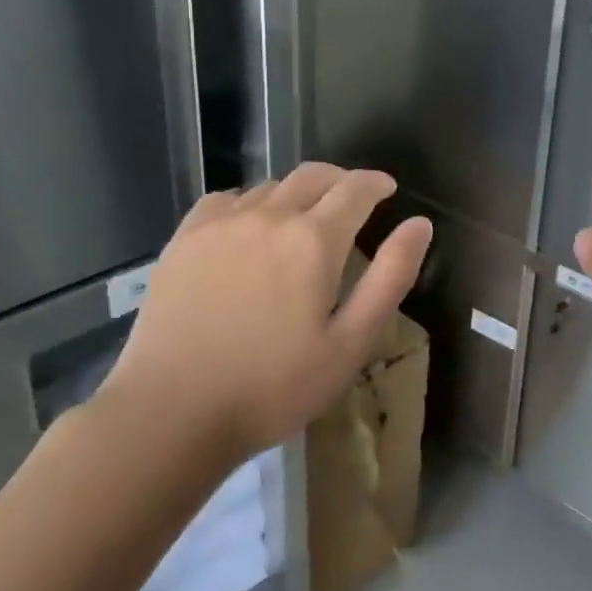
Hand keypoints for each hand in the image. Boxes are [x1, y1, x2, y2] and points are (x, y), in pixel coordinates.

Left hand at [99, 163, 432, 462]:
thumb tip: (420, 224)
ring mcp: (221, 224)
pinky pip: (226, 200)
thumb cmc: (273, 387)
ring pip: (270, 186)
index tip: (387, 189)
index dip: (376, 183)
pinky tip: (249, 226)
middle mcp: (269, 216)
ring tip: (304, 218)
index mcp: (314, 239)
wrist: (171, 414)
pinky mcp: (184, 239)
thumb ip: (390, 277)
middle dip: (341, 180)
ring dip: (297, 193)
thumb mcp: (350, 343)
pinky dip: (250, 202)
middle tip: (354, 200)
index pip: (355, 188)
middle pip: (313, 175)